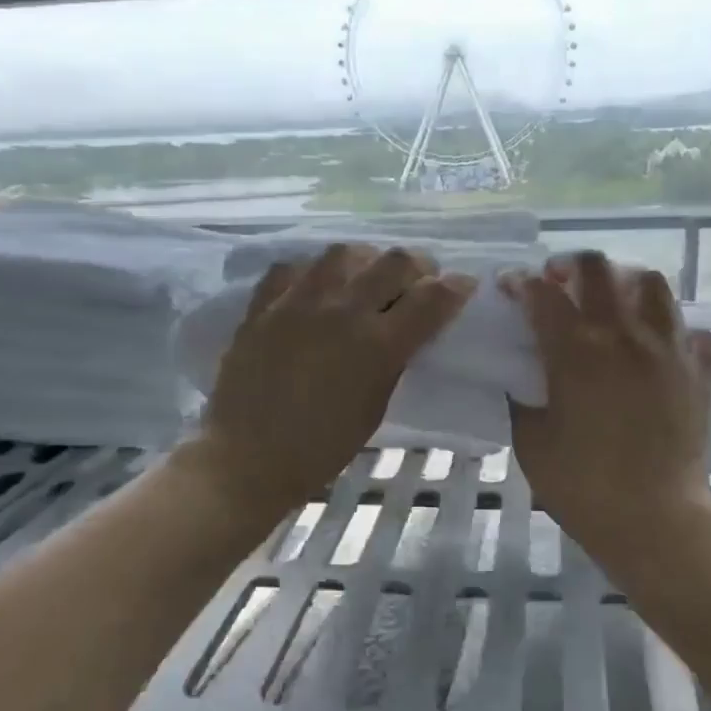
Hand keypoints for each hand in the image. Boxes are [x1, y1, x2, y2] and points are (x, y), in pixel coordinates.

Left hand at [188, 244, 476, 511]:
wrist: (248, 457)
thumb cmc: (321, 447)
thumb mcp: (375, 408)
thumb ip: (393, 361)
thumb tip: (404, 331)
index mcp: (378, 346)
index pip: (431, 299)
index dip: (455, 288)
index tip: (462, 286)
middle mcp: (342, 312)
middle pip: (394, 262)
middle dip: (419, 266)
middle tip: (419, 280)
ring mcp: (298, 303)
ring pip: (344, 252)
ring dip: (367, 260)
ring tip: (365, 277)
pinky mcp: (263, 306)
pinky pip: (293, 267)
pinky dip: (314, 272)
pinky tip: (316, 288)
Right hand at [501, 252, 710, 568]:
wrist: (654, 519)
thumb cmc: (581, 485)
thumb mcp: (530, 441)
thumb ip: (521, 397)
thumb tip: (521, 374)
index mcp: (575, 351)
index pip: (541, 293)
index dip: (519, 282)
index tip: (509, 286)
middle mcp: (623, 335)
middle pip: (598, 268)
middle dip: (569, 265)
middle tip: (558, 283)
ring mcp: (668, 348)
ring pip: (651, 283)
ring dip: (624, 282)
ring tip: (611, 303)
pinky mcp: (700, 370)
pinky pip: (692, 330)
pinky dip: (673, 330)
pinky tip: (657, 348)